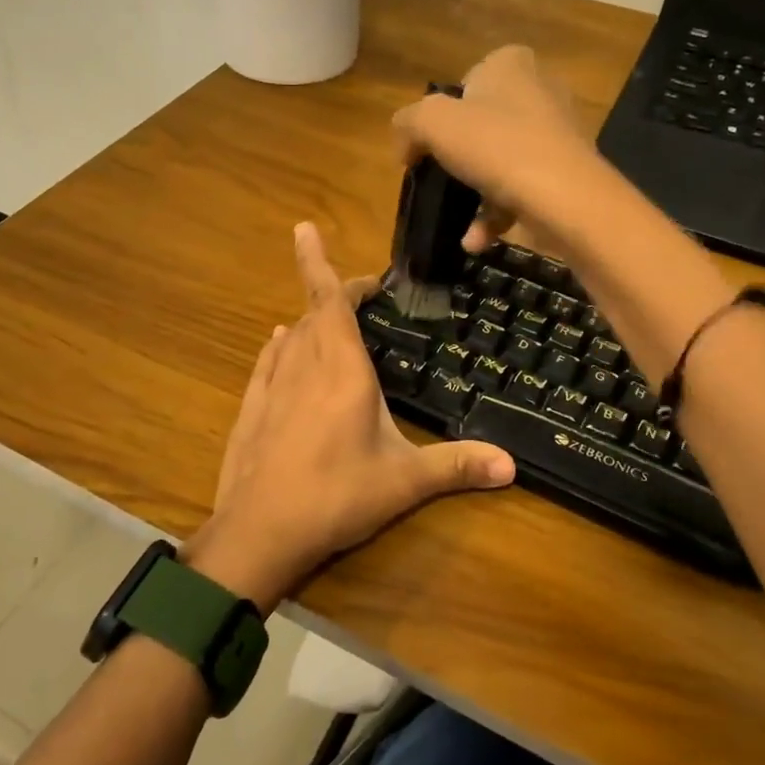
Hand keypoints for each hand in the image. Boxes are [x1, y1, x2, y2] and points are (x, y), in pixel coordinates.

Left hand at [189, 222, 516, 609]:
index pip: (330, 302)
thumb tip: (513, 466)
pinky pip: (266, 364)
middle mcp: (304, 368)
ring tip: (324, 316)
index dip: (322, 265)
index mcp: (342, 371)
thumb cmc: (337, 496)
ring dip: (307, 320)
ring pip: (289, 338)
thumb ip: (457, 467)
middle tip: (358, 290)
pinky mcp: (251, 411)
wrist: (260, 531)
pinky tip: (279, 346)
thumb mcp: (404, 482)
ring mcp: (272, 388)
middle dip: (330, 291)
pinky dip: (278, 348)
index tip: (310, 232)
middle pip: (312, 313)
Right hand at [390, 44, 605, 253]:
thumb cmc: (495, 146)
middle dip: (460, 157)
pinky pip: (522, 188)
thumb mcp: (433, 124)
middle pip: (483, 123)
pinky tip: (477, 240)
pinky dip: (498, 214)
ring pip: (502, 160)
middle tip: (440, 181)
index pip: (466, 81)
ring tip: (461, 225)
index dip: (442, 114)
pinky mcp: (567, 170)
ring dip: (477, 195)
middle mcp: (539, 89)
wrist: (564, 196)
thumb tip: (404, 143)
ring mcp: (557, 131)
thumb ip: (409, 123)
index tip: (429, 145)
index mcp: (510, 64)